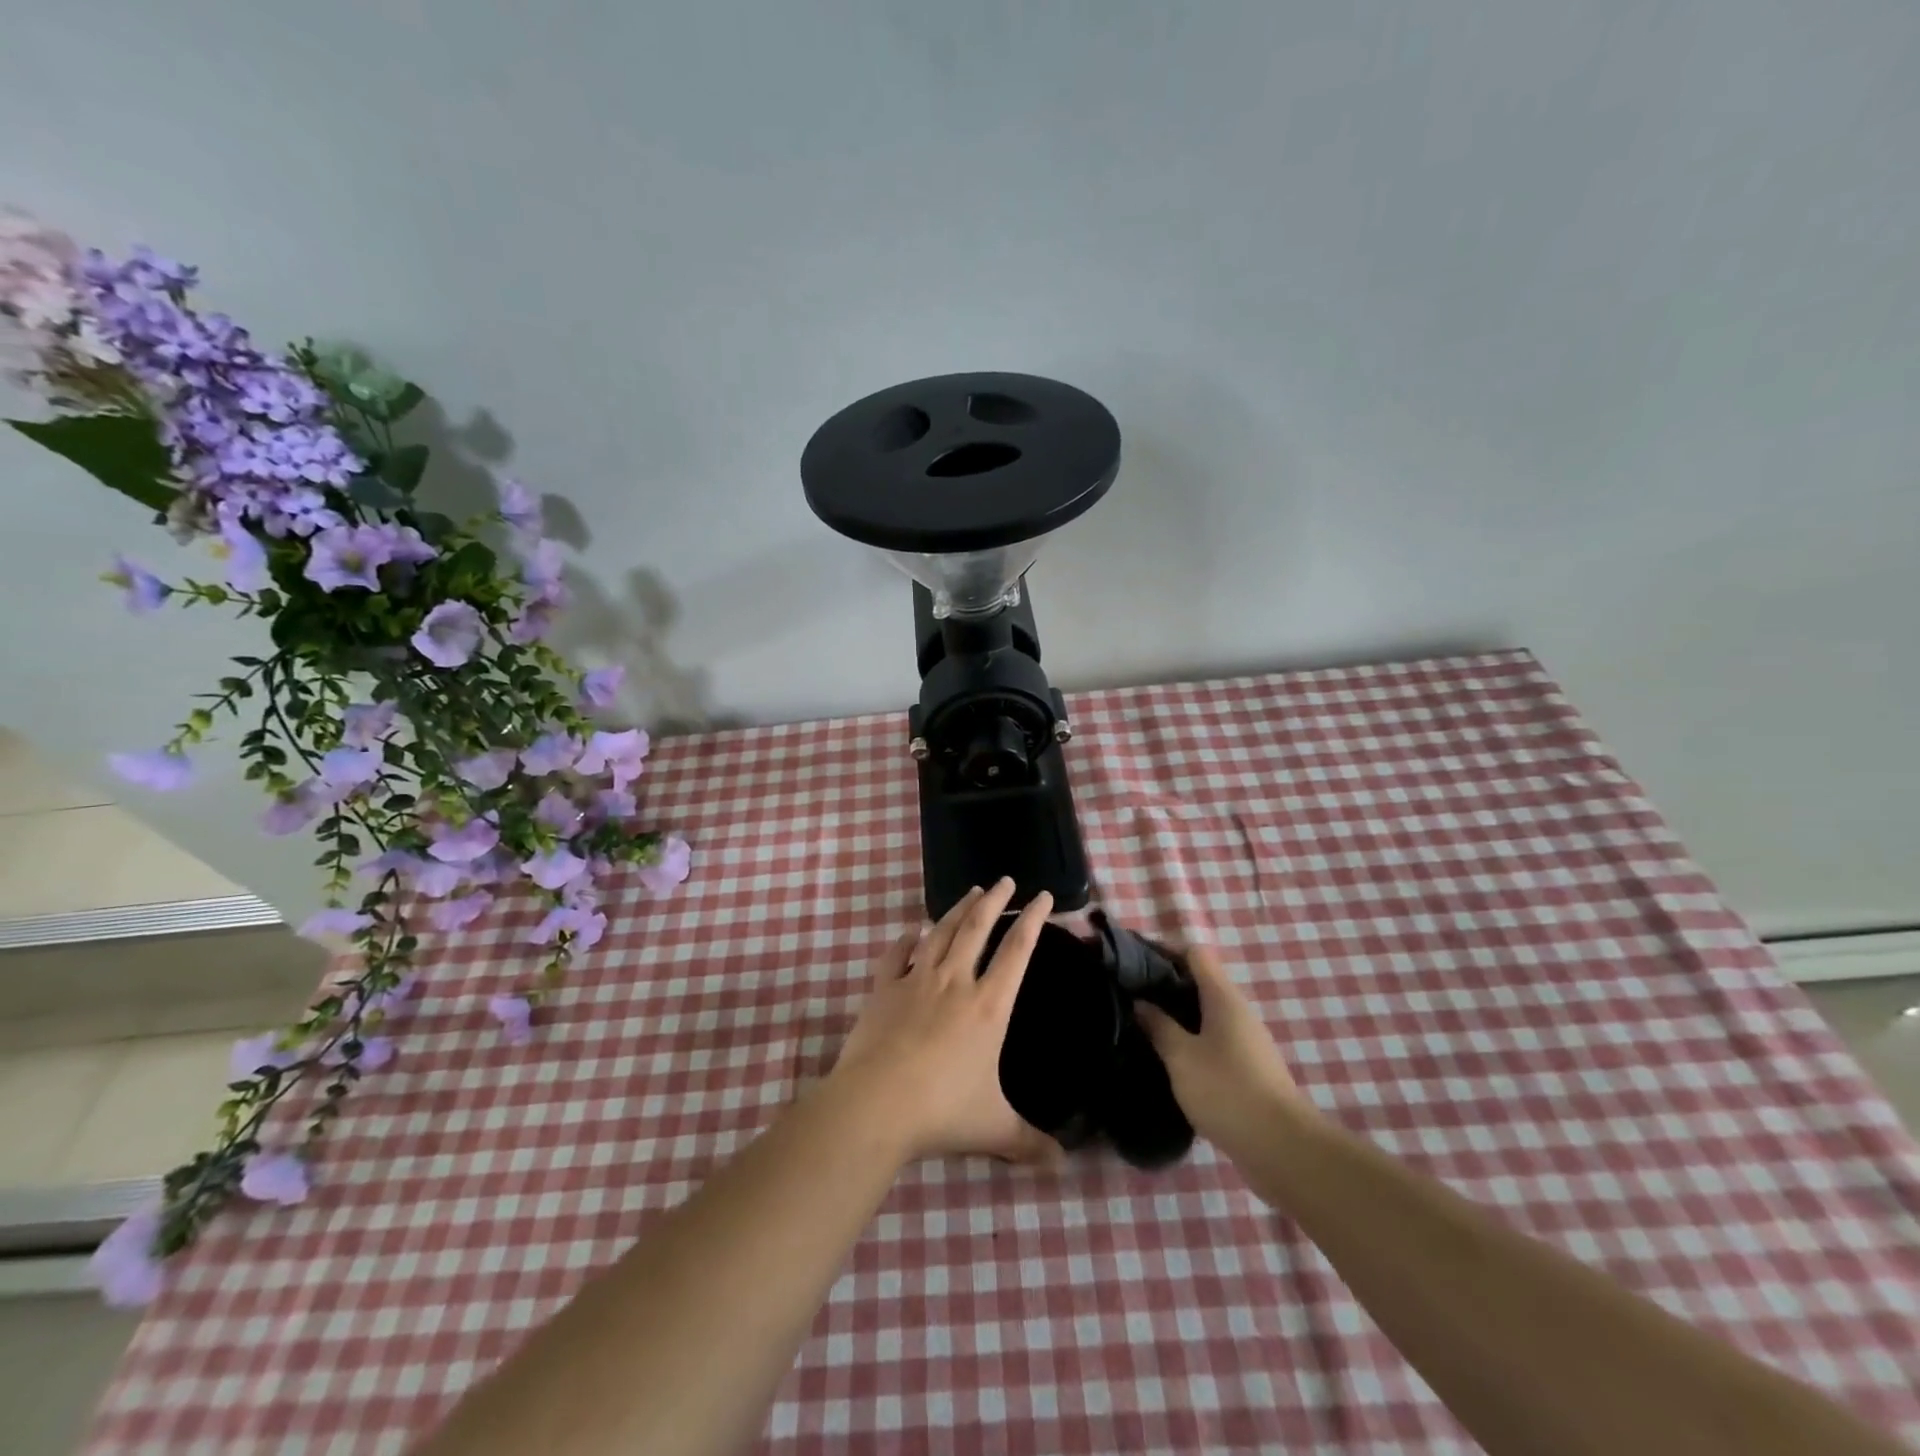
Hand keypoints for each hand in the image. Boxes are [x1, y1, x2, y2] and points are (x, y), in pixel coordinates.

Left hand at [829, 879, 1059, 1165]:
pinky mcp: (883, 989)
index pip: (1017, 951)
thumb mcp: (994, 1128)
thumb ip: (1030, 1143)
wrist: (876, 1103)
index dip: (1032, 920)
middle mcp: (955, 982)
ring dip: (958, 909)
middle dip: (995, 900)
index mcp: (988, 1006)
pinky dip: (906, 940)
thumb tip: (1063, 1165)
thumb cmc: (942, 1111)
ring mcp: (916, 981)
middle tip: (1006, 879)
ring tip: (971, 891)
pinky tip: (911, 931)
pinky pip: (897, 955)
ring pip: (942, 932)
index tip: (1042, 897)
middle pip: (978, 927)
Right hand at [1134, 945, 1309, 1159]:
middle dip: (1164, 984)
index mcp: (1223, 997)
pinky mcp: (1247, 1067)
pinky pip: (1212, 1038)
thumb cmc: (1227, 1091)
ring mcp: (1245, 1040)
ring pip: (1205, 1012)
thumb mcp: (1181, 1057)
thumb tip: (1140, 1002)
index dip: (1163, 951)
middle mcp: (1237, 1011)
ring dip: (1175, 1014)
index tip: (1132, 962)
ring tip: (1142, 1024)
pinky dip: (1189, 1038)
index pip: (1194, 954)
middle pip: (1199, 981)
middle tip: (1129, 995)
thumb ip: (1158, 1026)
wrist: (1282, 1148)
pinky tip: (1167, 1056)